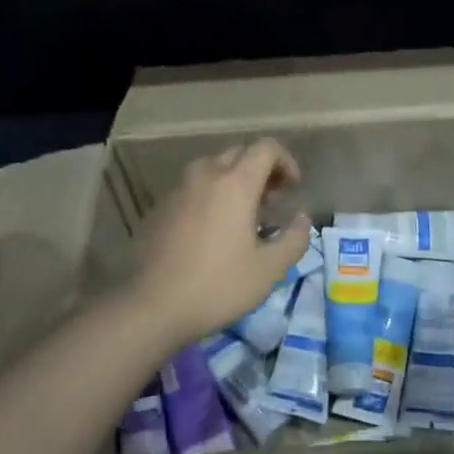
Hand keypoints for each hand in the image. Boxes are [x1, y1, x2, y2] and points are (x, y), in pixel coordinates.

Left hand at [124, 139, 310, 345]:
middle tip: (271, 204)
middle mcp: (206, 175)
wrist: (151, 306)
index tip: (292, 189)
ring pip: (213, 168)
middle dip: (261, 171)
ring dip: (234, 181)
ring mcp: (178, 189)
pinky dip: (210, 195)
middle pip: (239, 153)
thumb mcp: (269, 269)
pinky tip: (212, 231)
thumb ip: (294, 239)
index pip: (266, 148)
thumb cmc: (217, 285)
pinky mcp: (160, 207)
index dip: (286, 162)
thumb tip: (302, 219)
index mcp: (235, 183)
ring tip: (242, 216)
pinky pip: (193, 188)